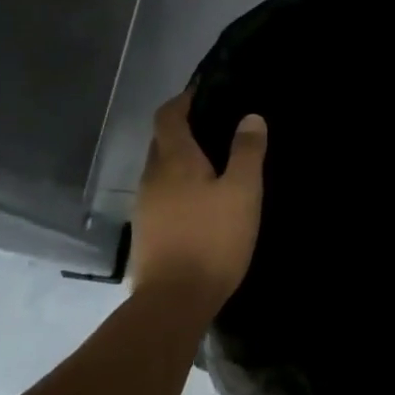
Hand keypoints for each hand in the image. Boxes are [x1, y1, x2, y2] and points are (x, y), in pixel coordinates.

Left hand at [129, 90, 267, 314]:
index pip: (168, 116)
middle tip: (213, 127)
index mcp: (174, 160)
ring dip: (180, 160)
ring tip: (210, 164)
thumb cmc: (212, 239)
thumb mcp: (242, 192)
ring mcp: (145, 205)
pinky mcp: (146, 231)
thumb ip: (246, 152)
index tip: (201, 93)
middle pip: (161, 141)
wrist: (173, 301)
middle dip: (182, 129)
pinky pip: (161, 193)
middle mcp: (152, 176)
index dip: (182, 100)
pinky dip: (177, 185)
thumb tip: (250, 117)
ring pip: (160, 169)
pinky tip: (198, 200)